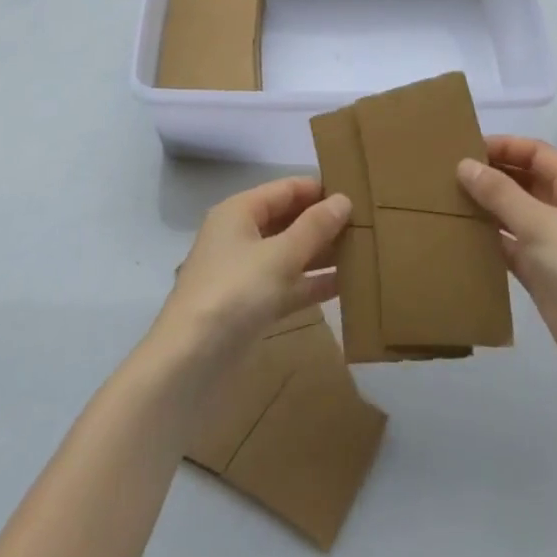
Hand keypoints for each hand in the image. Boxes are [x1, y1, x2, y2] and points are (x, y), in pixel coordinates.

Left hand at [153, 176, 350, 366]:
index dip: (319, 189)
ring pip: (290, 254)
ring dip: (322, 253)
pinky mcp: (250, 307)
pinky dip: (312, 284)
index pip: (286, 189)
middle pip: (288, 220)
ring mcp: (245, 274)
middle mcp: (240, 236)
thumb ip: (313, 228)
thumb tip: (344, 199)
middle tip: (368, 223)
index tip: (358, 191)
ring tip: (365, 251)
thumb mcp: (278, 256)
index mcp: (239, 212)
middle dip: (324, 222)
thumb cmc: (233, 294)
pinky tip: (346, 285)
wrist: (188, 367)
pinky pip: (288, 285)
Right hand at [458, 137, 556, 415]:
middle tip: (448, 175)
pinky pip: (513, 250)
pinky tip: (462, 240)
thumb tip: (464, 164)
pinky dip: (491, 243)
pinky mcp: (546, 279)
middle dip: (492, 176)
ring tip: (448, 203)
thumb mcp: (541, 224)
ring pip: (516, 216)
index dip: (504, 146)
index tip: (465, 148)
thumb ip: (500, 193)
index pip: (536, 153)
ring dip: (488, 209)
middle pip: (526, 182)